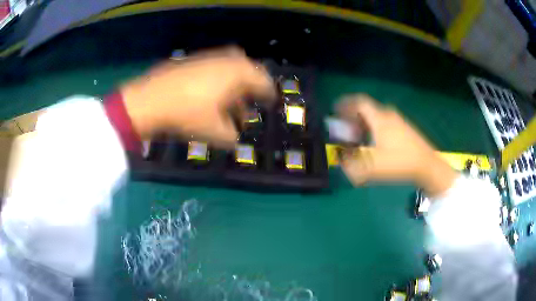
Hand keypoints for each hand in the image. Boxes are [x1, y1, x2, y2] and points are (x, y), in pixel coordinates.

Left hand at [120, 47, 275, 147]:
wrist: (150, 100)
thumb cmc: (187, 114)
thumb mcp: (214, 132)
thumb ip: (231, 137)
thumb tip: (235, 139)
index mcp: (237, 74)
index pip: (262, 81)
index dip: (268, 92)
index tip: (270, 101)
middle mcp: (225, 61)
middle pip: (247, 68)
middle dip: (251, 83)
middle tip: (250, 98)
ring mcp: (206, 58)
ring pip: (228, 67)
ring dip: (233, 82)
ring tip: (229, 100)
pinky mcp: (190, 60)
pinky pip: (213, 67)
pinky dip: (217, 78)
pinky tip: (208, 93)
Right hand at [337, 94, 456, 196]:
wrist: (427, 166)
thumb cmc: (400, 162)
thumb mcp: (373, 166)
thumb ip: (352, 163)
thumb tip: (340, 158)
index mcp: (380, 119)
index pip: (360, 103)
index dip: (346, 104)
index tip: (336, 109)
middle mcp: (389, 116)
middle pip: (367, 110)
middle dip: (353, 118)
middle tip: (346, 130)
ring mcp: (399, 122)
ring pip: (377, 117)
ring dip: (365, 124)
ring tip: (359, 138)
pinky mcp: (405, 129)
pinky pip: (385, 123)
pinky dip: (375, 129)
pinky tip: (376, 144)